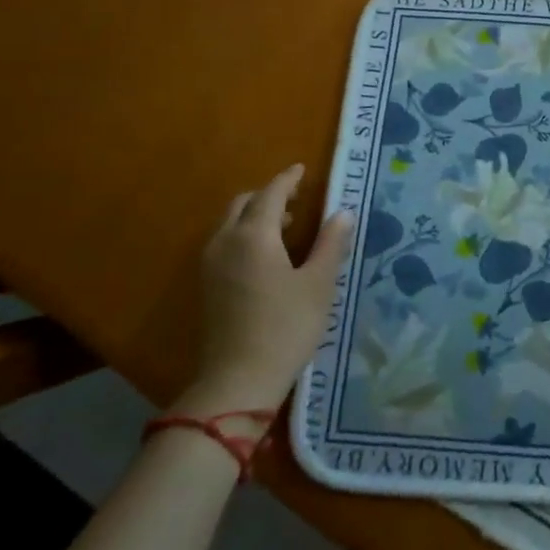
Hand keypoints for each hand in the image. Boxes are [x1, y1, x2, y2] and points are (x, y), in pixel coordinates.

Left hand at [177, 165, 353, 413]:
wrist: (238, 380)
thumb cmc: (286, 327)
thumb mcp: (318, 284)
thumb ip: (331, 244)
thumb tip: (342, 213)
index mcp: (254, 235)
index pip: (271, 194)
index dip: (288, 179)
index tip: (302, 169)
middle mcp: (226, 241)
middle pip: (244, 203)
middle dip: (269, 195)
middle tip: (297, 198)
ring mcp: (211, 264)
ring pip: (231, 223)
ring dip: (256, 215)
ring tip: (288, 225)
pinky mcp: (207, 285)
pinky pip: (225, 242)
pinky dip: (245, 233)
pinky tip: (268, 254)